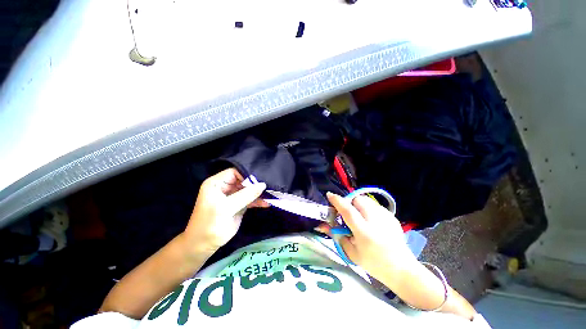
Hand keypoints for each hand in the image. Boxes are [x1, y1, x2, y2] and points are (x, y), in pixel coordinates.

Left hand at [183, 168, 267, 254]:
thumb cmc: (210, 224)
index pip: (235, 172)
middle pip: (244, 181)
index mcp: (217, 183)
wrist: (204, 245)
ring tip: (271, 195)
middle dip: (255, 184)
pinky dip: (258, 201)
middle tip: (269, 186)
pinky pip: (250, 199)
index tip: (260, 180)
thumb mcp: (226, 207)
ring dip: (258, 193)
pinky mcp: (238, 205)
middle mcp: (225, 187)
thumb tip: (263, 184)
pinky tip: (267, 203)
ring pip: (248, 190)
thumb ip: (245, 195)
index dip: (247, 175)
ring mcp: (233, 197)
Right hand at [316, 192, 416, 280]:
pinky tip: (371, 222)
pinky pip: (375, 205)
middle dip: (350, 203)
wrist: (402, 269)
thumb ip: (337, 236)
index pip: (348, 211)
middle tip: (348, 213)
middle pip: (358, 200)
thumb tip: (324, 225)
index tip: (329, 195)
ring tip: (360, 217)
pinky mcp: (392, 216)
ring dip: (359, 205)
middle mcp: (376, 221)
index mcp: (364, 232)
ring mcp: (386, 217)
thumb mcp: (352, 253)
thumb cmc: (374, 264)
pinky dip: (369, 209)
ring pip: (367, 200)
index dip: (337, 201)